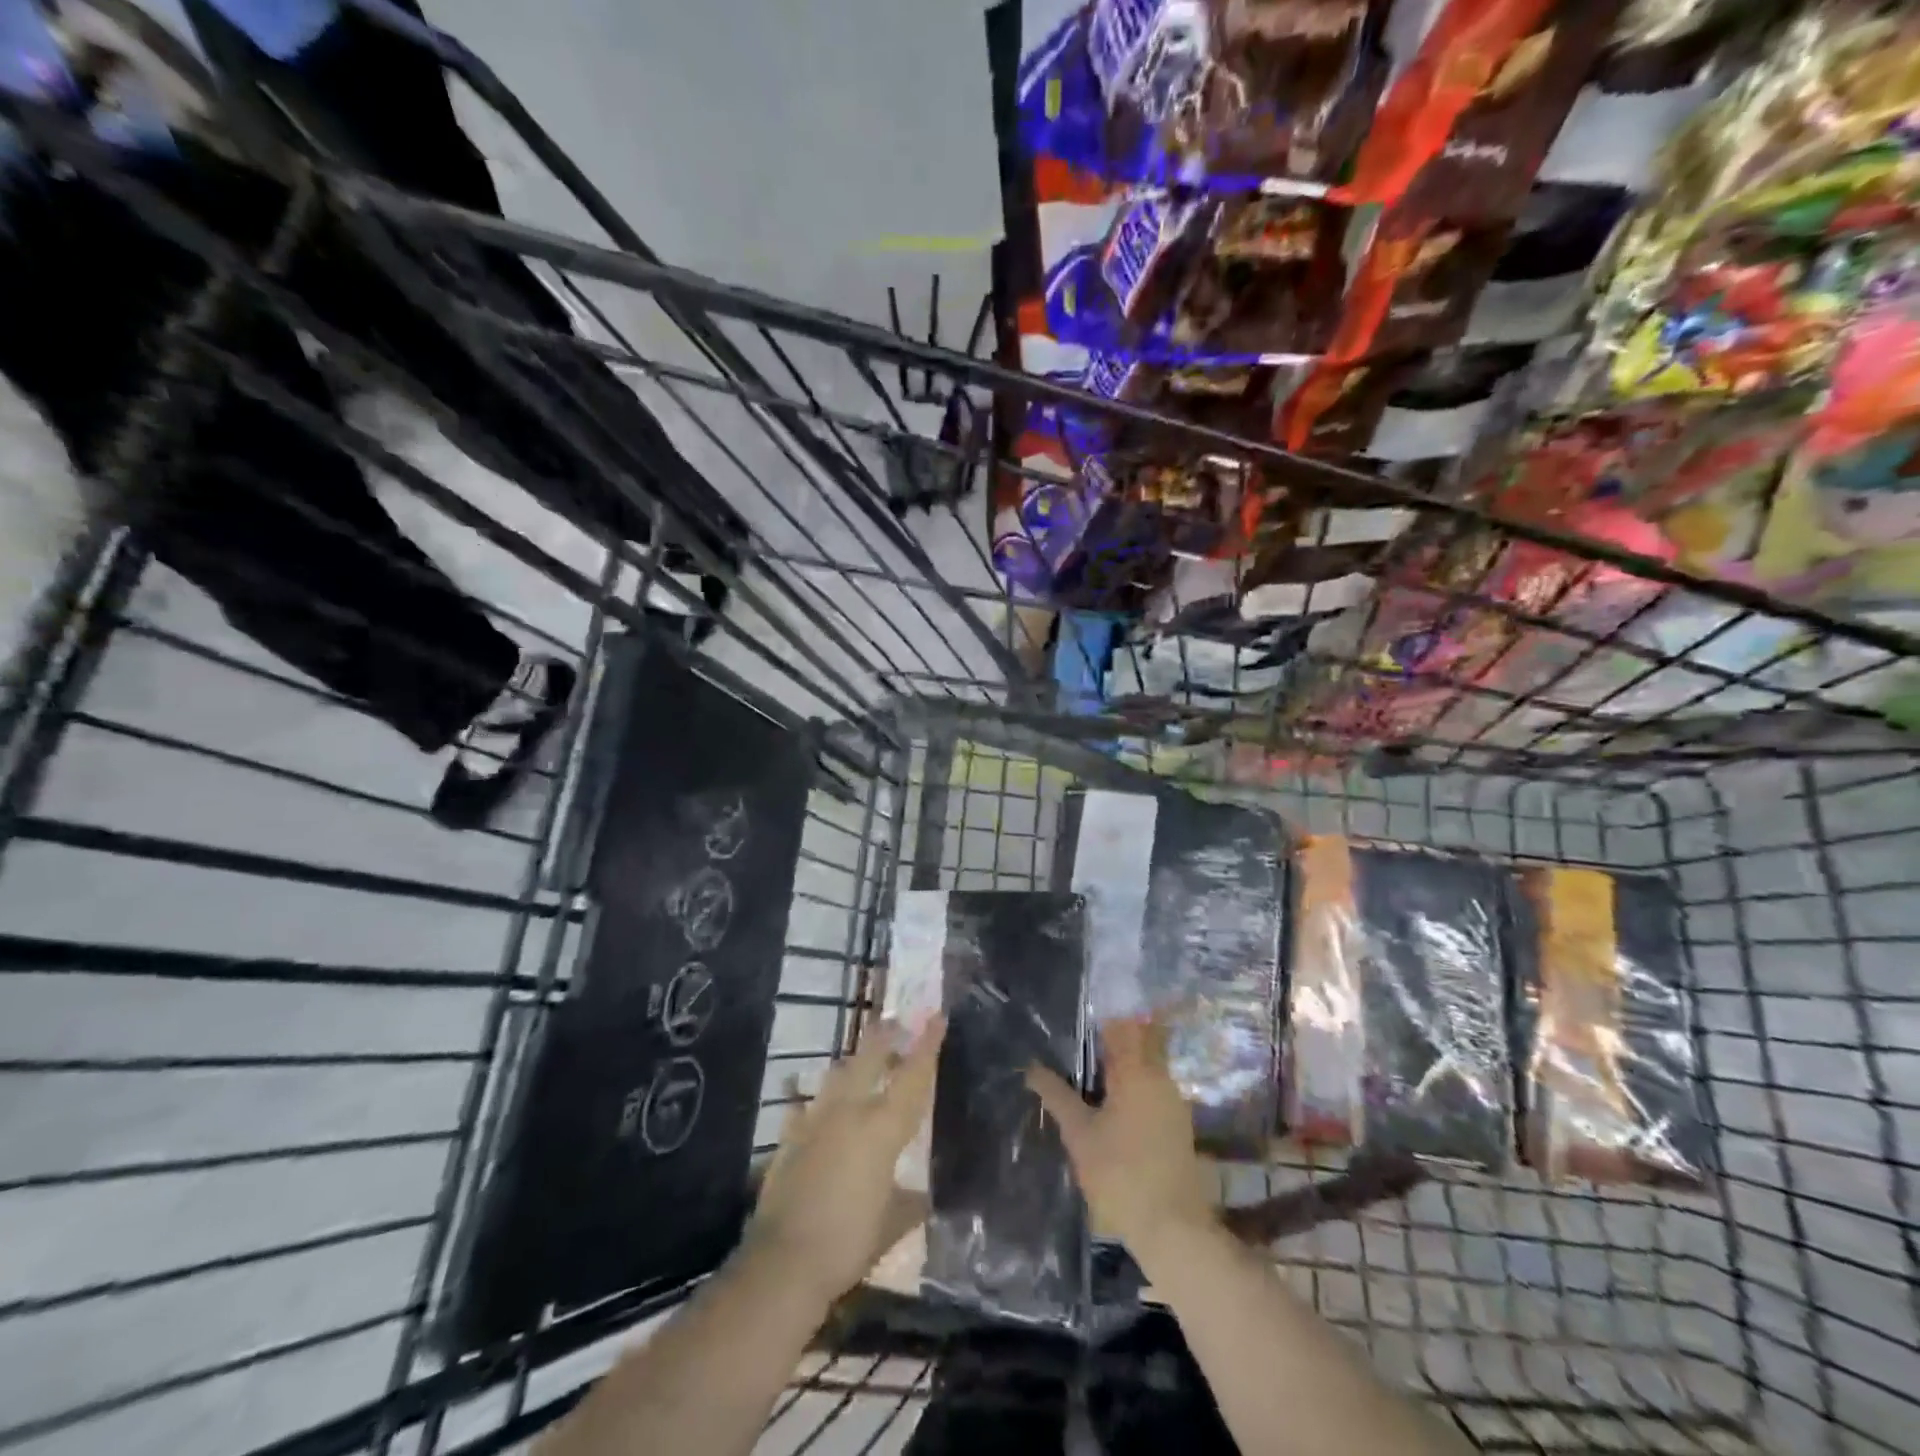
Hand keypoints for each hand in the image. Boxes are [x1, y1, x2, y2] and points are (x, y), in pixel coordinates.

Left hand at [747, 1015, 944, 1302]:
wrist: (783, 1262)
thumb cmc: (848, 1241)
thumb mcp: (892, 1225)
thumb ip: (910, 1203)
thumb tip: (924, 1195)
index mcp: (882, 1128)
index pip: (913, 1077)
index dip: (928, 1044)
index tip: (937, 1015)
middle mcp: (849, 1112)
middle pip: (869, 1059)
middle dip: (884, 1036)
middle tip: (895, 1021)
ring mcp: (815, 1121)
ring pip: (837, 1076)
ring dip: (853, 1064)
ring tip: (862, 1064)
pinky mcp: (790, 1138)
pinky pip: (807, 1107)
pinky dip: (818, 1104)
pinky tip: (817, 1110)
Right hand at [1026, 1018, 1215, 1262]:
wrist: (1173, 1229)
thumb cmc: (1120, 1175)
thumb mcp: (1079, 1135)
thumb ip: (1056, 1095)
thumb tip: (1031, 1068)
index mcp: (1137, 1071)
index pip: (1121, 1025)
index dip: (1100, 1019)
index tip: (1079, 1020)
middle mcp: (1161, 1078)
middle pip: (1137, 1042)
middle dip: (1111, 1041)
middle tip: (1080, 1049)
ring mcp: (1174, 1102)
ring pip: (1147, 1067)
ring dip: (1122, 1065)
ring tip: (1090, 1076)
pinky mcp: (1178, 1125)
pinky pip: (1153, 1089)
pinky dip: (1133, 1087)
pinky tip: (1111, 1105)